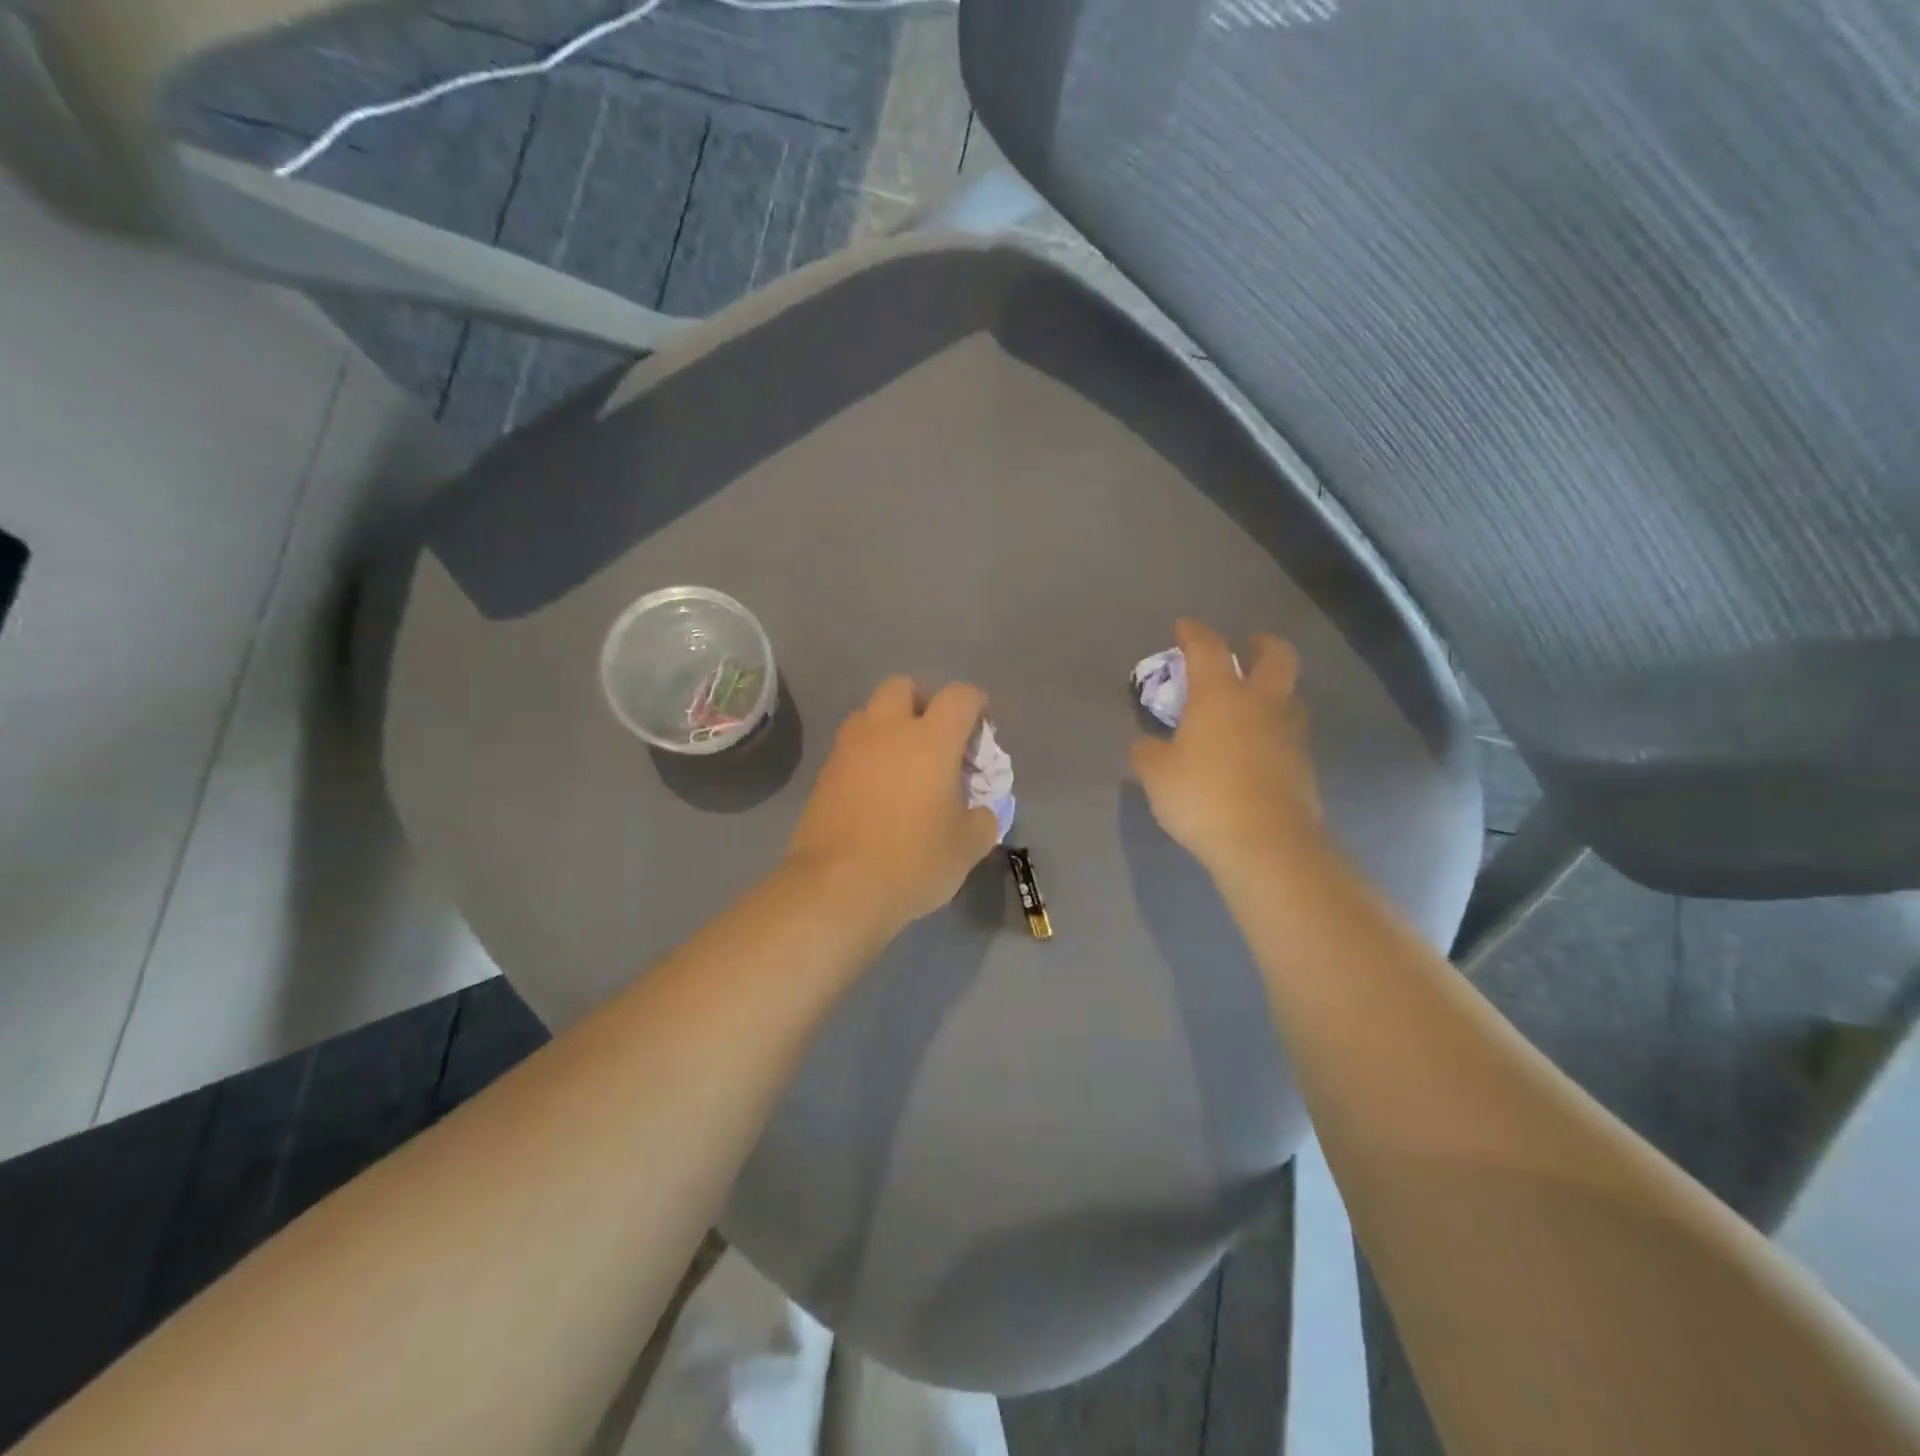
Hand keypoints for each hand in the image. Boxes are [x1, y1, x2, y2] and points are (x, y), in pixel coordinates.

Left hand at [787, 677, 1001, 932]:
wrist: (836, 888)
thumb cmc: (912, 862)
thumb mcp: (967, 847)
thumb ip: (982, 819)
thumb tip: (979, 811)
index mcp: (930, 740)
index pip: (959, 696)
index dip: (976, 705)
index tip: (980, 731)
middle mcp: (887, 730)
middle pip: (903, 687)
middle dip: (923, 702)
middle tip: (936, 739)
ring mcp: (849, 748)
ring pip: (871, 713)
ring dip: (890, 725)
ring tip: (903, 764)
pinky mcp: (825, 772)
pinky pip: (851, 745)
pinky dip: (868, 753)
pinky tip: (877, 788)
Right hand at [1132, 620, 1325, 874]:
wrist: (1266, 842)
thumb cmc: (1203, 797)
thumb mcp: (1157, 775)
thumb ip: (1148, 752)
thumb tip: (1146, 744)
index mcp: (1221, 695)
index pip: (1208, 648)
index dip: (1194, 633)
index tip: (1184, 627)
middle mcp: (1261, 703)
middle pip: (1277, 655)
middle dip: (1261, 645)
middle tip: (1247, 648)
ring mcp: (1289, 732)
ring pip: (1289, 693)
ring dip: (1272, 688)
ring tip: (1249, 702)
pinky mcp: (1303, 763)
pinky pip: (1289, 730)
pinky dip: (1273, 727)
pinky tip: (1255, 745)